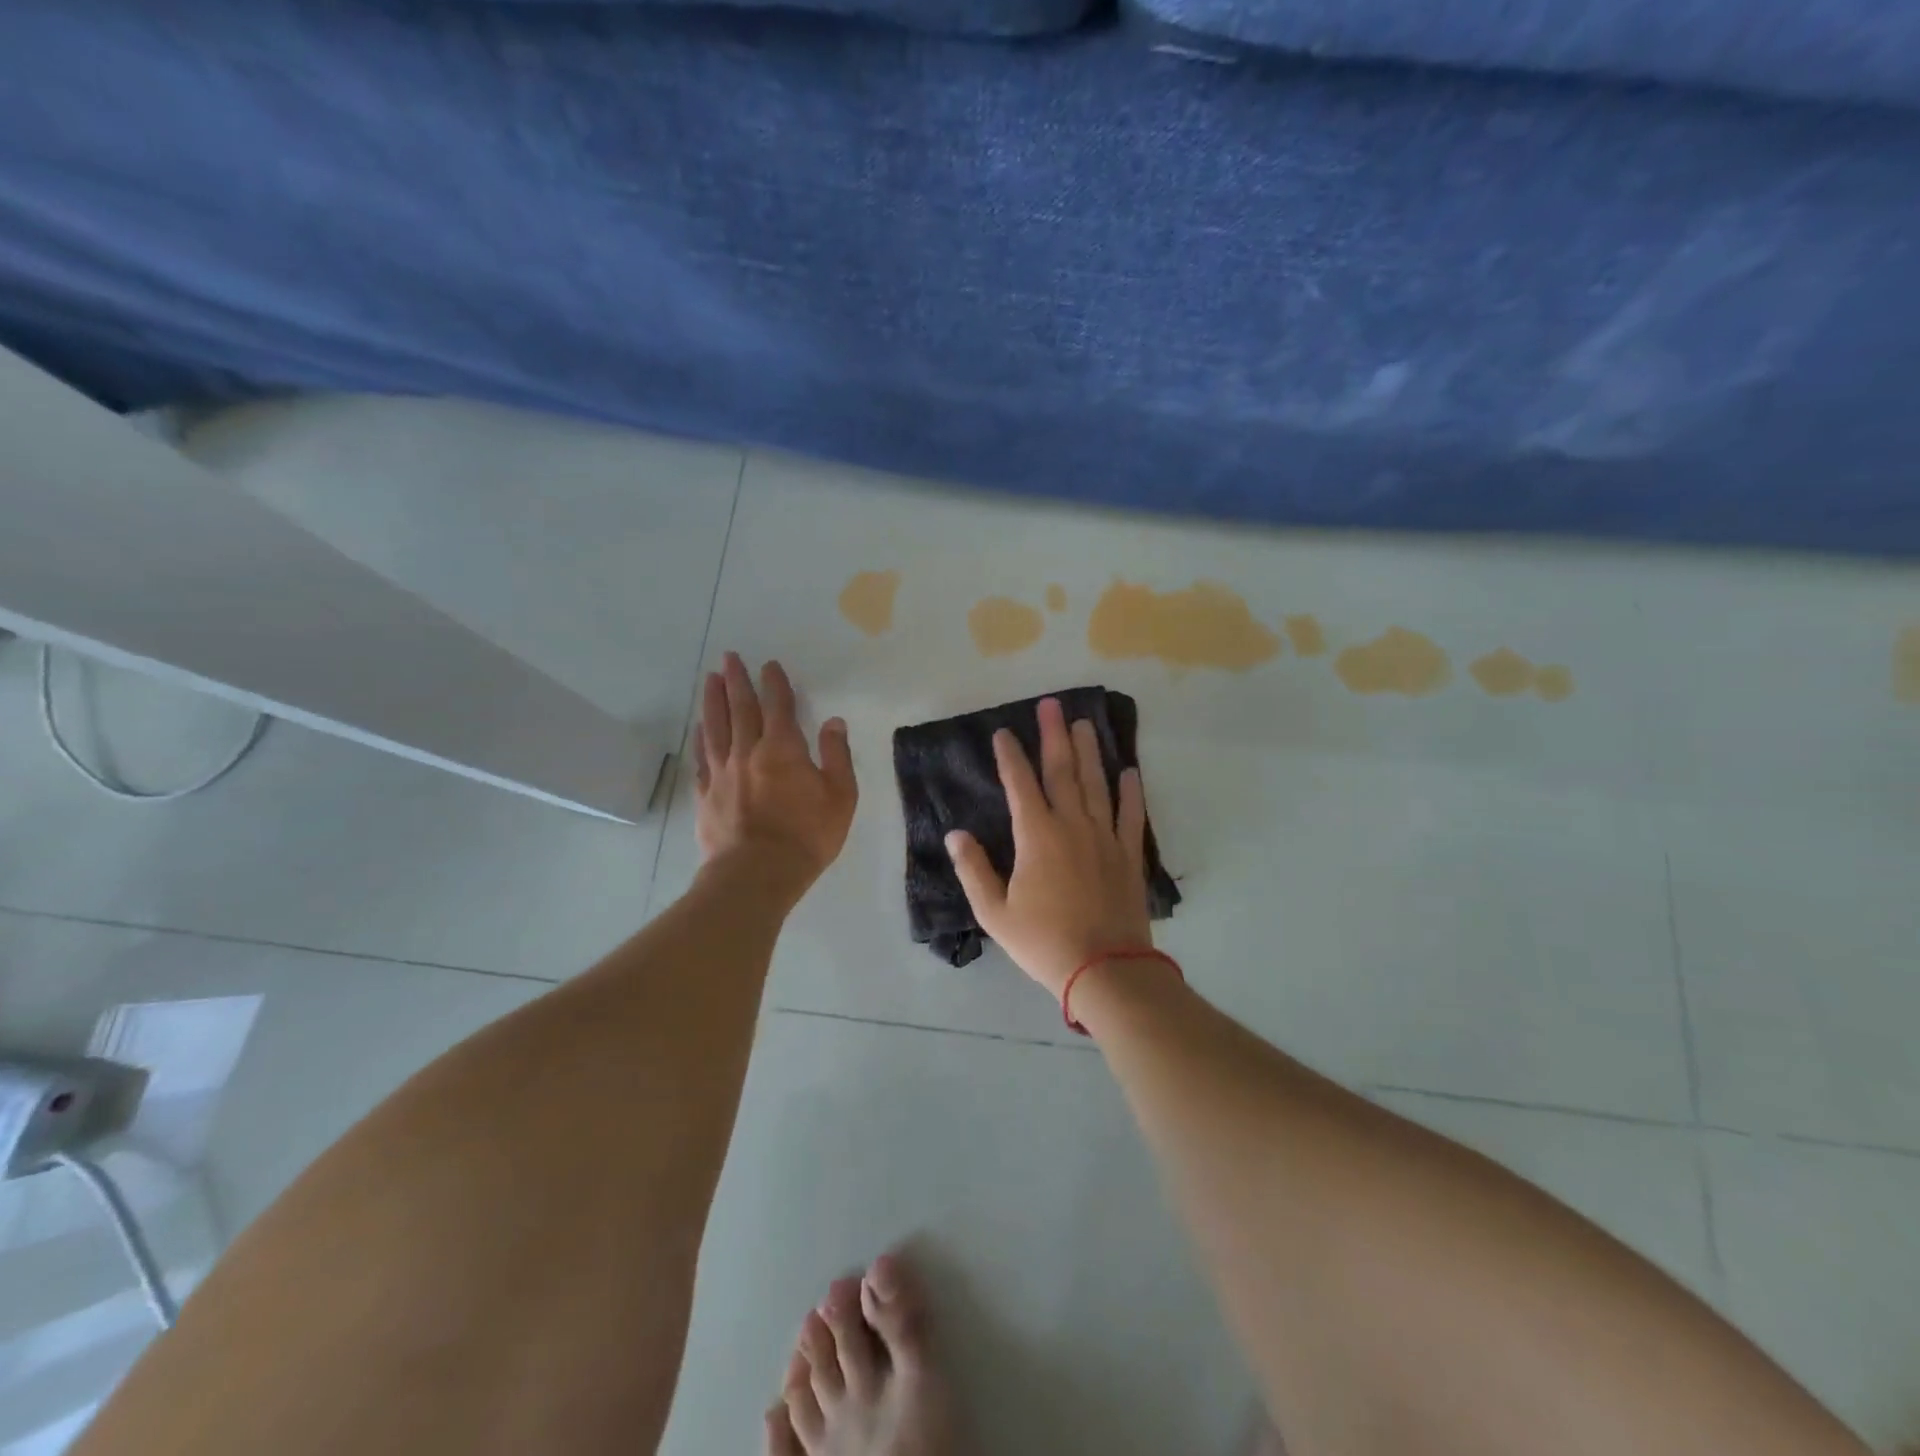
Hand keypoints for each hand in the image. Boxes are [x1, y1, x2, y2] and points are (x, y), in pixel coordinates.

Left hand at [694, 653, 856, 897]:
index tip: (769, 664)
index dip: (775, 683)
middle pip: (740, 708)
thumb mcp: (840, 797)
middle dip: (736, 680)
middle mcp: (748, 751)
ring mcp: (721, 772)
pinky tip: (699, 727)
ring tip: (710, 679)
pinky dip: (701, 737)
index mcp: (783, 749)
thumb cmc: (806, 836)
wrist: (756, 875)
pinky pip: (701, 757)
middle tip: (729, 657)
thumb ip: (836, 756)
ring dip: (713, 700)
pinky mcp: (705, 794)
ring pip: (715, 726)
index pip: (779, 706)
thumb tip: (833, 722)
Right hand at [945, 696, 1152, 997]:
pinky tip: (1129, 771)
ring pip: (1096, 784)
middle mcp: (1072, 825)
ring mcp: (1104, 837)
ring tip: (1084, 723)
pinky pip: (1131, 815)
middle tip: (1051, 705)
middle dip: (1053, 736)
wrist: (1105, 968)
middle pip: (1062, 771)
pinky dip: (1131, 792)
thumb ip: (974, 869)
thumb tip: (955, 834)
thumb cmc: (1043, 942)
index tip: (1003, 732)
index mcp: (1037, 836)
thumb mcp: (994, 912)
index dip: (1010, 756)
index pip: (1020, 784)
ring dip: (1089, 751)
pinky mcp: (1128, 854)